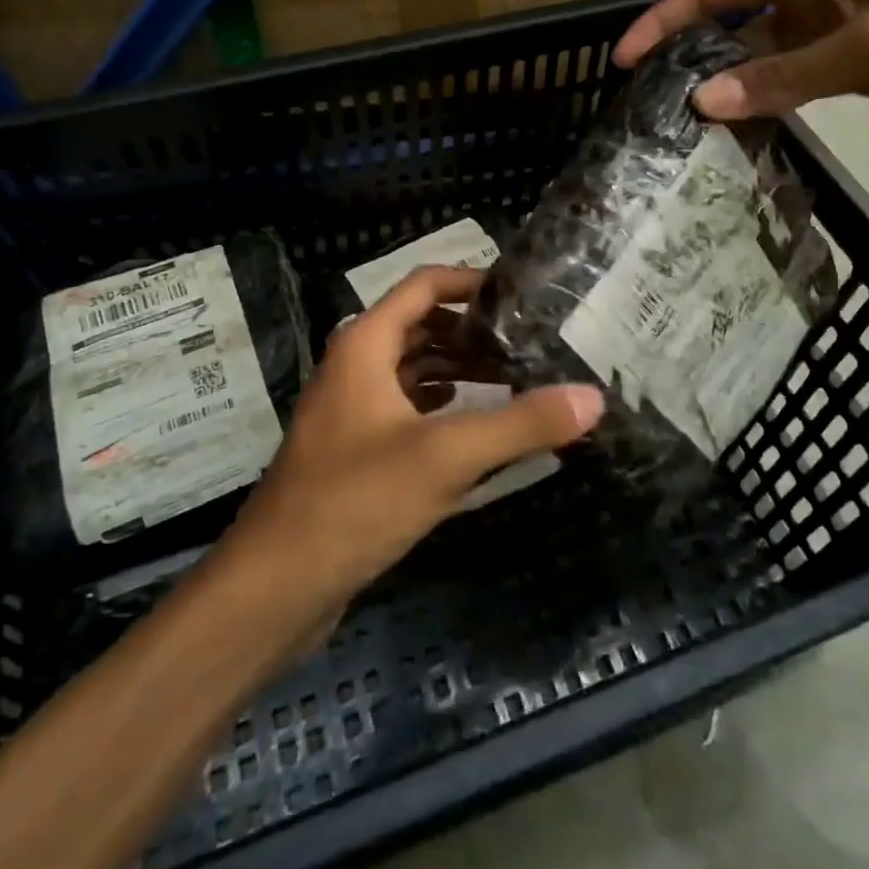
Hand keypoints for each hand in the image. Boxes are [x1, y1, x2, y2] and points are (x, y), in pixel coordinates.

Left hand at [222, 266, 602, 606]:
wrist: (275, 586)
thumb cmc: (354, 501)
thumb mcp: (445, 457)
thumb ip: (520, 424)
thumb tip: (593, 397)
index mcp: (366, 344)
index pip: (425, 285)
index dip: (472, 282)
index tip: (524, 296)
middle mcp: (355, 365)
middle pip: (422, 325)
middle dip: (474, 331)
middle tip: (533, 343)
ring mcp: (352, 409)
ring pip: (414, 369)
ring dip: (460, 370)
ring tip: (519, 379)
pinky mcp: (355, 449)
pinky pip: (407, 408)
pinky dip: (443, 406)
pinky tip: (478, 425)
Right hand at [613, 0, 868, 118]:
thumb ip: (784, 76)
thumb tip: (702, 104)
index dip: (661, 23)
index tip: (622, 62)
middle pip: (728, 27)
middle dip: (686, 60)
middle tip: (649, 111)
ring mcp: (837, 32)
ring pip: (760, 58)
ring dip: (726, 88)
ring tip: (687, 133)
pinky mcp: (862, 63)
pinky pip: (796, 81)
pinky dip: (768, 102)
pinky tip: (751, 134)